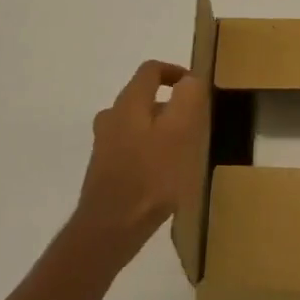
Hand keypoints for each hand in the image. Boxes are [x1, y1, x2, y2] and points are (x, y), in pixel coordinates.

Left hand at [70, 59, 208, 268]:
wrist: (110, 229)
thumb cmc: (151, 177)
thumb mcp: (179, 133)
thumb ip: (187, 100)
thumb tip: (190, 79)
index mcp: (129, 103)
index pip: (150, 70)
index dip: (174, 71)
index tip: (195, 87)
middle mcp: (111, 118)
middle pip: (142, 97)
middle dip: (169, 104)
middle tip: (193, 122)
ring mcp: (104, 145)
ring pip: (136, 123)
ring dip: (159, 128)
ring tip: (181, 148)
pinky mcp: (104, 170)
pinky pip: (130, 147)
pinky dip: (148, 149)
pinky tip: (163, 173)